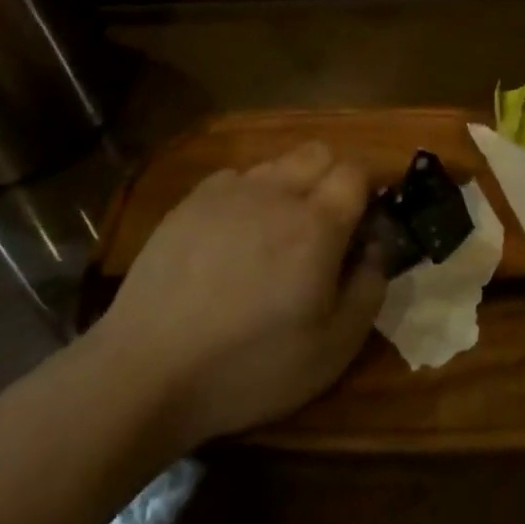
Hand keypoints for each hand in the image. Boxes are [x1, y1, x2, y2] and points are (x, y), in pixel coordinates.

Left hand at [90, 141, 382, 452]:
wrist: (148, 371)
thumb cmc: (250, 366)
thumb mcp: (333, 349)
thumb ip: (369, 288)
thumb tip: (376, 247)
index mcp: (317, 224)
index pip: (356, 172)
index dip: (366, 193)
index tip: (362, 227)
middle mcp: (275, 192)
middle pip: (319, 152)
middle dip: (331, 178)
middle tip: (323, 228)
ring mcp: (228, 192)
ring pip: (276, 163)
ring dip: (289, 186)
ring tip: (274, 235)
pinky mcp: (189, 201)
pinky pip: (234, 178)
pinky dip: (246, 196)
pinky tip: (232, 237)